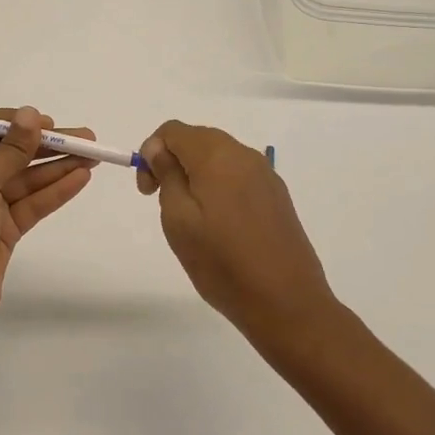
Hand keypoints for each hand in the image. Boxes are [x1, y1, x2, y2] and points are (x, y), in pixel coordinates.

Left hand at [0, 107, 96, 349]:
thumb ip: (9, 149)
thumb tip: (29, 113)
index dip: (14, 122)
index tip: (46, 122)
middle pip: (10, 153)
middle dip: (46, 145)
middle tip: (85, 138)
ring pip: (26, 179)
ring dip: (57, 167)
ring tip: (93, 156)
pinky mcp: (5, 230)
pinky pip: (32, 203)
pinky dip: (55, 191)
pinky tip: (81, 179)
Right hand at [136, 121, 340, 353]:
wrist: (286, 303)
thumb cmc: (222, 263)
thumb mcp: (178, 219)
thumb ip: (167, 174)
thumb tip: (159, 149)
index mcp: (217, 155)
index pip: (173, 130)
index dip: (151, 152)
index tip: (148, 191)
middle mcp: (245, 155)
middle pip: (197, 140)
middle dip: (173, 162)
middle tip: (162, 203)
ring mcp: (266, 175)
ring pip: (219, 158)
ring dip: (196, 175)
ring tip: (192, 219)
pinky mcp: (277, 195)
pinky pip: (239, 176)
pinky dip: (219, 187)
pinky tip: (220, 226)